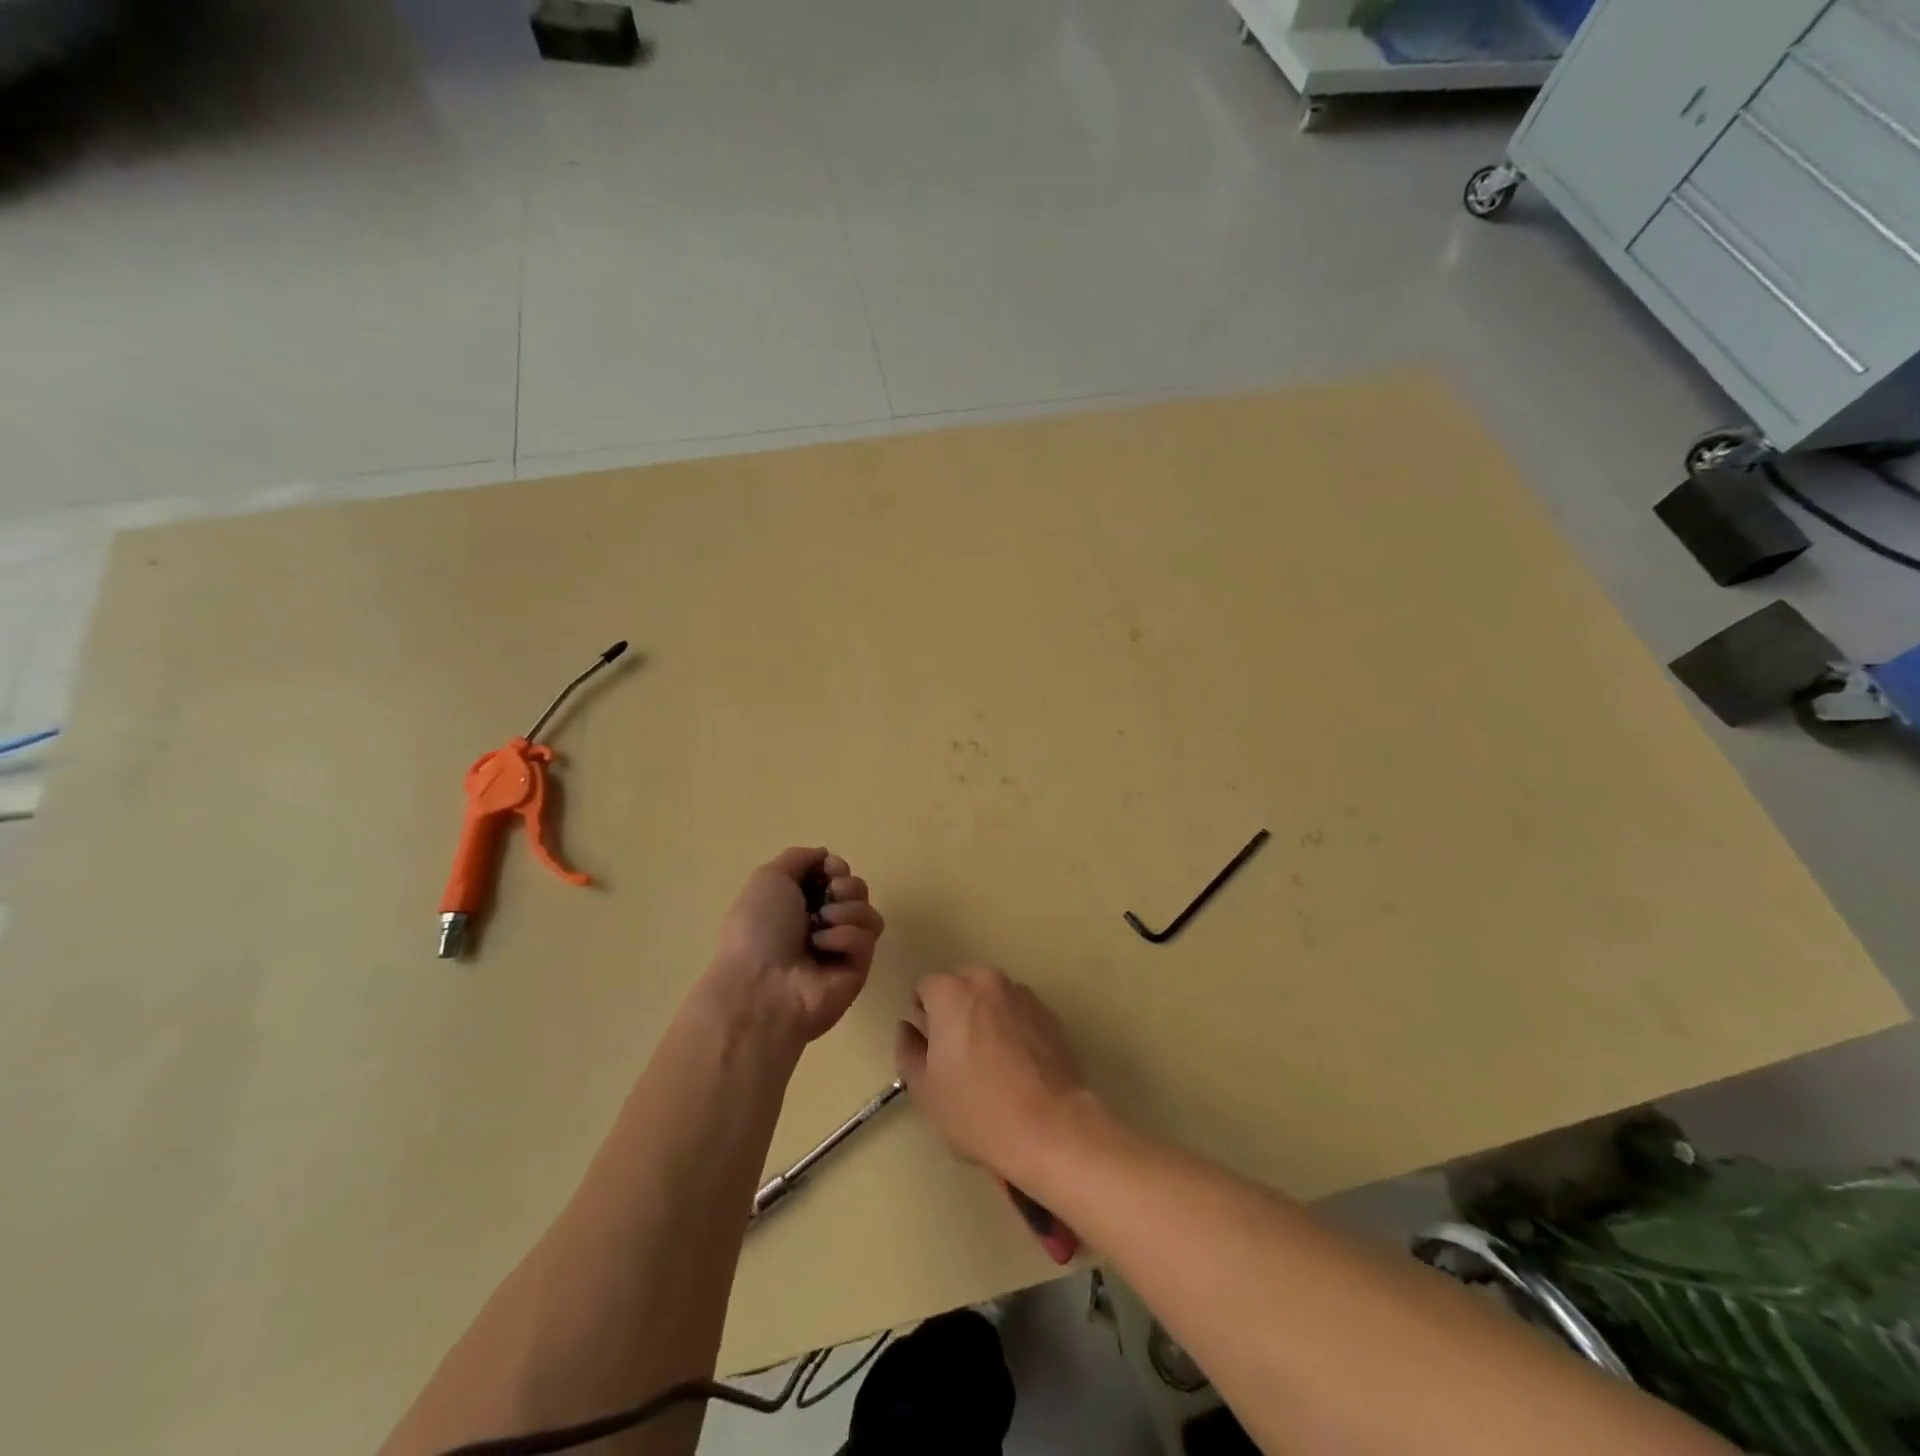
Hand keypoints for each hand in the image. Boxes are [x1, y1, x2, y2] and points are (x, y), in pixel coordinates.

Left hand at [706, 847, 884, 1047]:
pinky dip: (845, 937)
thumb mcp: (768, 878)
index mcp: (797, 903)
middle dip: (845, 887)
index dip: (835, 867)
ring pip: (868, 911)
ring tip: (821, 926)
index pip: (836, 873)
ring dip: (846, 911)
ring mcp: (840, 948)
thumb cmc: (758, 929)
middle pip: (857, 889)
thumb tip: (825, 856)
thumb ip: (798, 858)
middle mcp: (820, 923)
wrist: (762, 985)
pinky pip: (867, 937)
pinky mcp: (858, 969)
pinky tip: (823, 948)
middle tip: (827, 899)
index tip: (826, 870)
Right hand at [894, 967, 1093, 1178]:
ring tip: (992, 1062)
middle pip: (961, 986)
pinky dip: (1013, 1027)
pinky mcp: (1050, 1014)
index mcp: (951, 992)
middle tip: (958, 1055)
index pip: (924, 988)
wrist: (1050, 1126)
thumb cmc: (976, 1109)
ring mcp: (1023, 995)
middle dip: (954, 1011)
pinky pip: (1019, 1012)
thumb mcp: (925, 1089)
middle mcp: (987, 981)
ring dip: (985, 1017)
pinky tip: (1018, 1066)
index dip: (923, 1018)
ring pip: (992, 998)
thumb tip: (908, 1029)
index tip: (931, 1050)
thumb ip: (908, 1051)